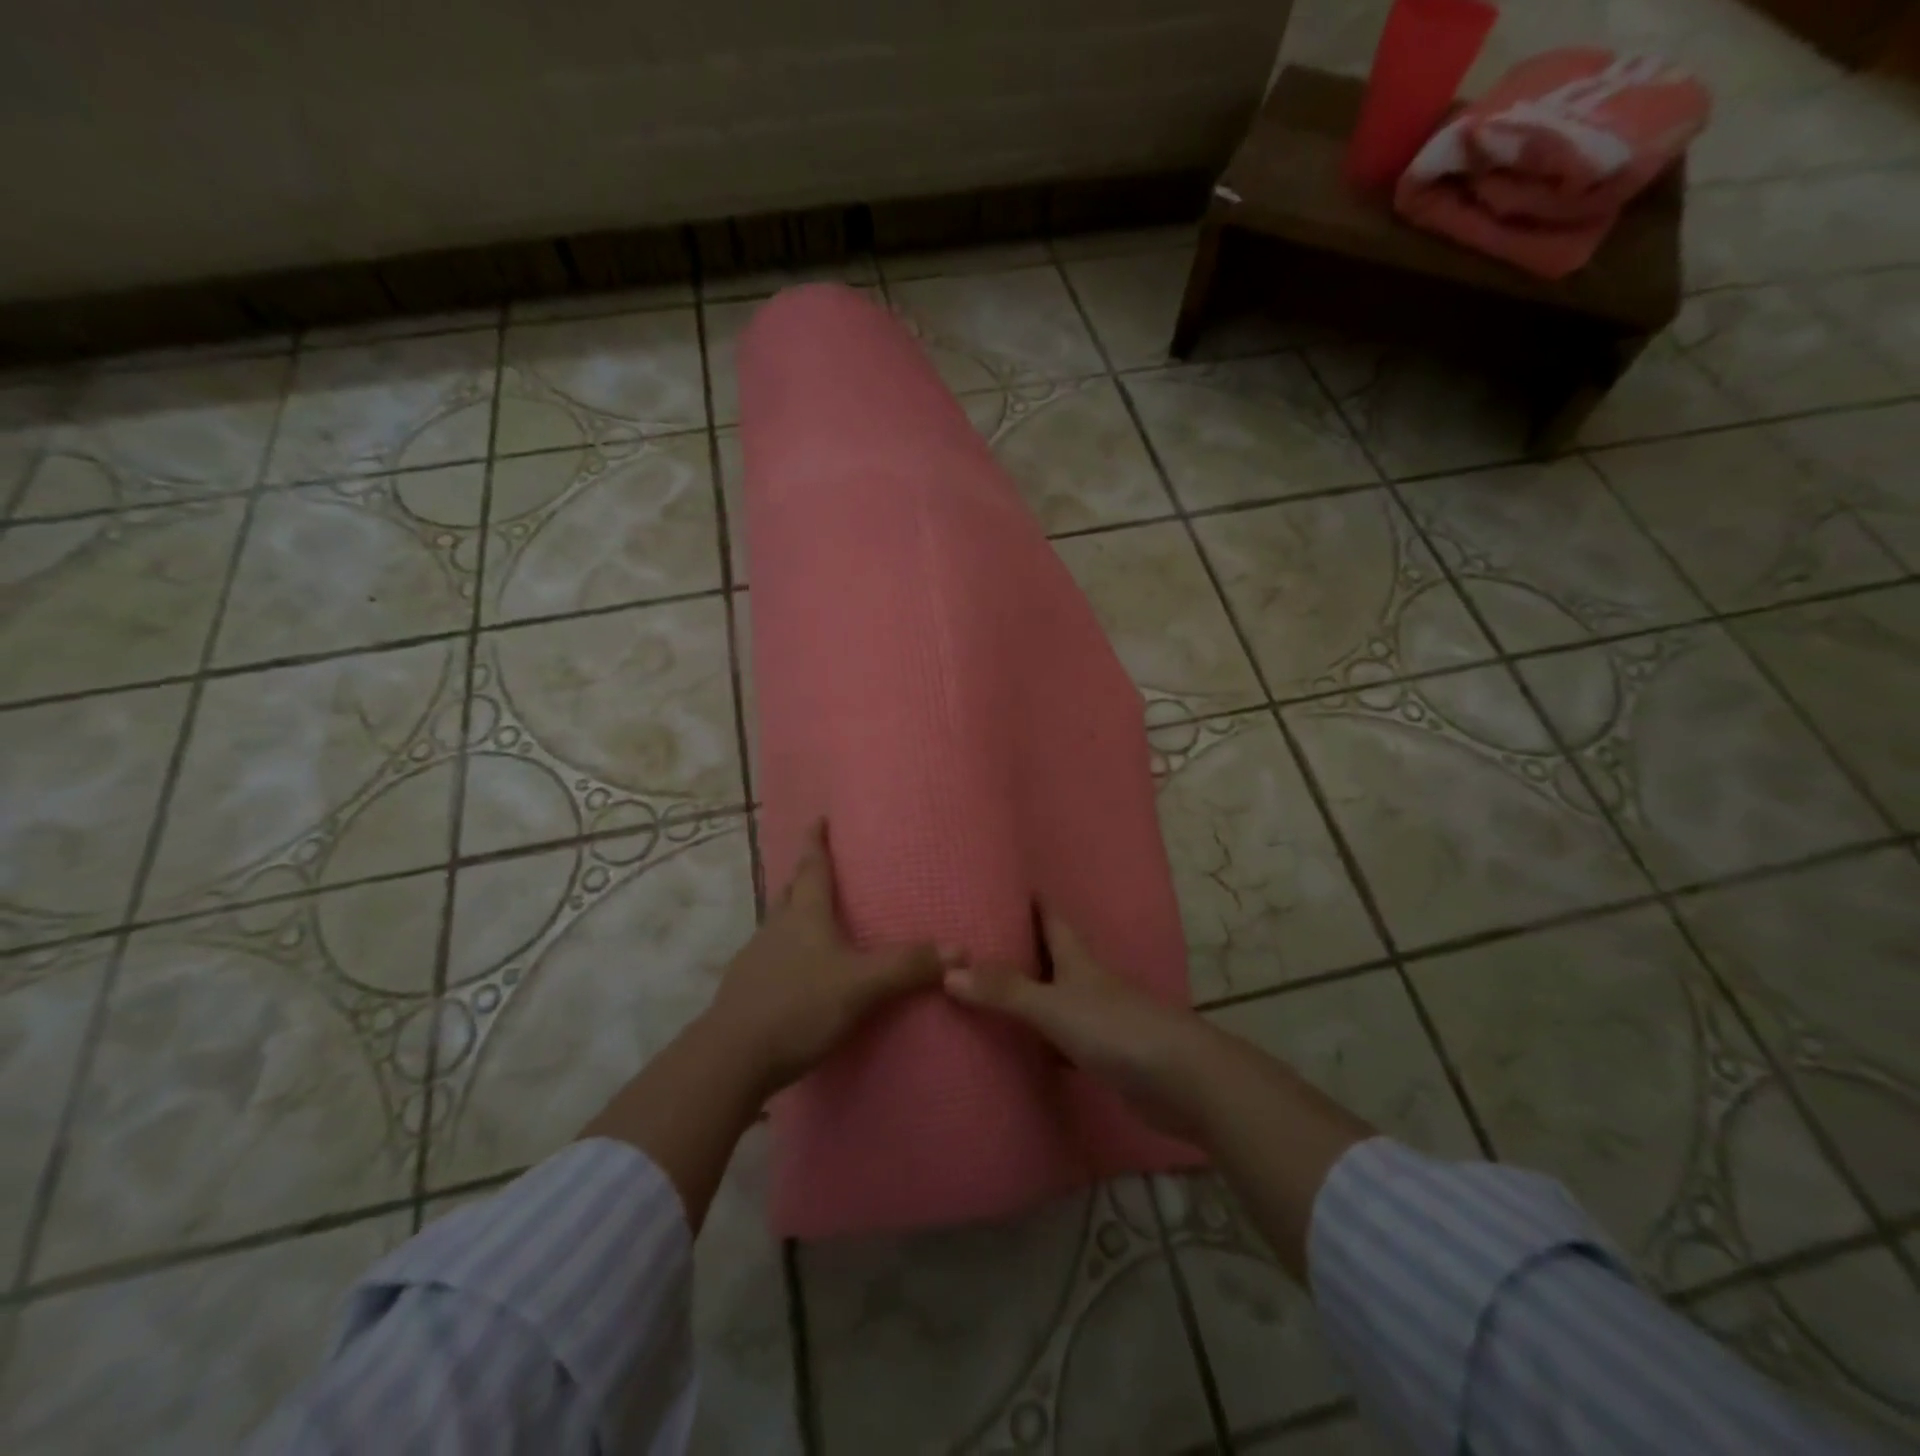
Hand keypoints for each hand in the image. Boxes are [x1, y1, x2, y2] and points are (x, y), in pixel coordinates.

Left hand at [702, 822, 948, 1097]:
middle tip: (823, 868)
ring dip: (795, 915)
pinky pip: (771, 958)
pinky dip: (787, 953)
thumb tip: (961, 950)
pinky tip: (799, 973)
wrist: (731, 1058)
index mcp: (804, 916)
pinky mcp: (746, 990)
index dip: (816, 841)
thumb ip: (907, 966)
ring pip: (779, 925)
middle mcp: (776, 929)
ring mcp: (756, 959)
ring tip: (816, 920)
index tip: (819, 817)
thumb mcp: (861, 986)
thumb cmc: (798, 1007)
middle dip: (805, 876)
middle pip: (791, 892)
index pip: (812, 867)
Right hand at [943, 909, 1212, 1138]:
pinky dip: (1044, 1039)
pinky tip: (1025, 1049)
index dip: (1032, 900)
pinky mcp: (1108, 1054)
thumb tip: (948, 972)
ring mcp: (1102, 1018)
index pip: (1052, 918)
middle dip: (1024, 946)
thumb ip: (1005, 991)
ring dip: (1032, 993)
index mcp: (1079, 960)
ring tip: (990, 990)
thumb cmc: (1117, 1030)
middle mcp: (1090, 982)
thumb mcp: (1054, 1006)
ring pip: (1059, 997)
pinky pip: (1065, 1038)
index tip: (1004, 885)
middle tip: (981, 940)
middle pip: (1054, 956)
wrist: (1183, 1081)